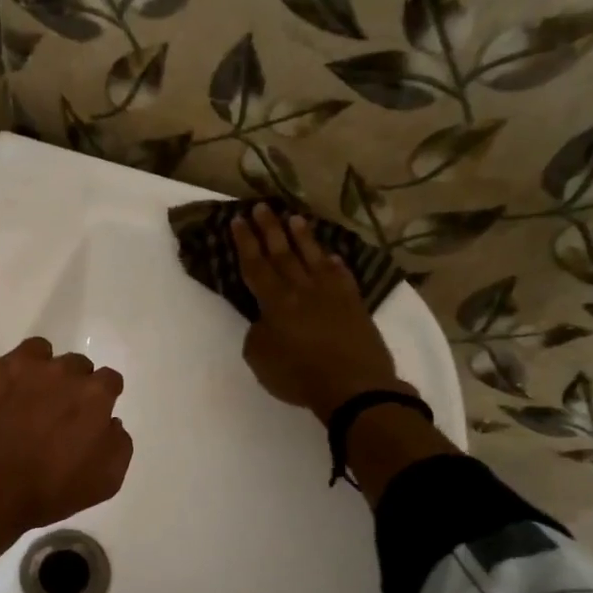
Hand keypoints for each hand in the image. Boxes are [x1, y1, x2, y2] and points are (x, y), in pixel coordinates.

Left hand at [0, 338, 132, 582]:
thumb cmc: (45, 493)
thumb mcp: (104, 481)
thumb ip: (117, 444)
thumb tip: (110, 423)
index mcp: (92, 395)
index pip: (108, 381)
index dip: (101, 397)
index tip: (89, 413)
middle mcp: (58, 371)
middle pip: (73, 365)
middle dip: (68, 384)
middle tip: (52, 411)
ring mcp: (14, 366)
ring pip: (35, 353)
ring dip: (35, 371)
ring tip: (20, 398)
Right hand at [233, 204, 409, 422]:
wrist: (354, 385)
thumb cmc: (299, 375)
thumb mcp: (260, 359)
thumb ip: (258, 334)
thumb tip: (265, 321)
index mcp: (275, 302)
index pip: (256, 265)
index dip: (245, 242)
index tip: (237, 220)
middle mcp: (302, 289)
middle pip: (282, 253)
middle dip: (269, 229)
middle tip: (261, 206)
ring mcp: (332, 294)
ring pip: (313, 257)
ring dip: (302, 237)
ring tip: (294, 217)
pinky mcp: (354, 304)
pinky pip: (342, 276)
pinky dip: (335, 264)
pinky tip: (331, 256)